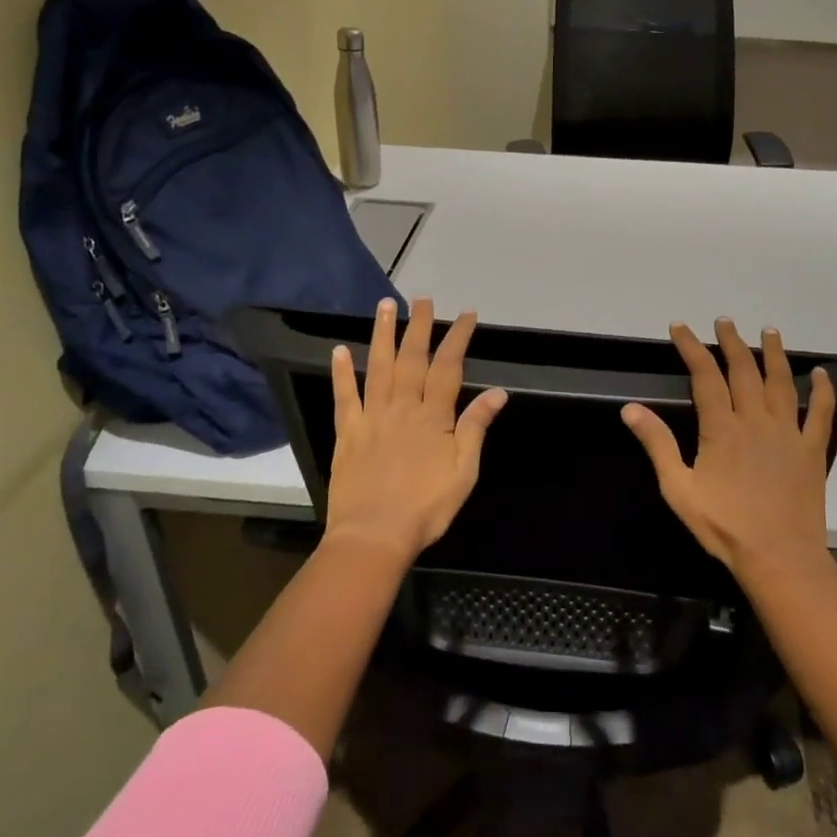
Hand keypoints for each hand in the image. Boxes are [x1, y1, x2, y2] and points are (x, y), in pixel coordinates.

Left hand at [323, 296, 507, 567]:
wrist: (373, 537)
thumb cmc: (426, 507)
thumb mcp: (463, 472)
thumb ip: (476, 428)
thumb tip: (497, 391)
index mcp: (434, 416)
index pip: (448, 366)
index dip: (457, 337)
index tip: (465, 315)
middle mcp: (402, 407)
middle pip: (412, 358)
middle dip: (419, 326)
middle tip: (423, 299)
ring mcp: (372, 417)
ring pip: (378, 367)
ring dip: (382, 334)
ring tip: (385, 306)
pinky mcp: (348, 432)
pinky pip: (345, 396)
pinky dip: (341, 372)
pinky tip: (339, 350)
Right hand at [620, 318, 835, 581]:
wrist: (779, 558)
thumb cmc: (724, 527)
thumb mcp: (679, 489)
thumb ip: (657, 445)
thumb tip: (631, 408)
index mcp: (722, 428)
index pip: (704, 376)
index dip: (691, 347)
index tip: (680, 327)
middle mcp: (755, 420)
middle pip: (743, 370)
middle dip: (731, 342)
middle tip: (724, 321)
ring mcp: (788, 433)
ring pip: (781, 382)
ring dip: (774, 353)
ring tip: (769, 330)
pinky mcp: (812, 450)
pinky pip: (820, 413)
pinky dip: (822, 391)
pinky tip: (822, 373)